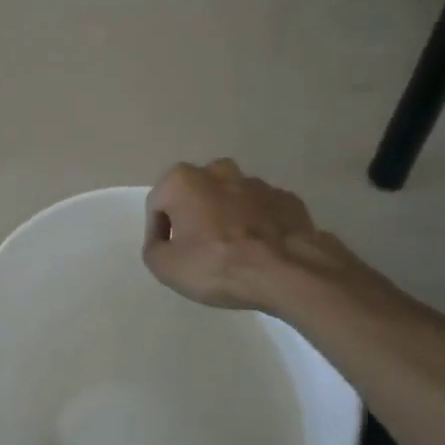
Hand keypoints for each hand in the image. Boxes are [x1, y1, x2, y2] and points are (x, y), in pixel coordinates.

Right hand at [143, 160, 390, 319]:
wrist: (289, 272)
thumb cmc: (218, 264)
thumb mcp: (166, 267)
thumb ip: (154, 249)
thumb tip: (163, 242)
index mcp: (182, 180)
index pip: (158, 205)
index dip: (158, 232)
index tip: (168, 255)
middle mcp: (217, 171)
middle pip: (195, 194)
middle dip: (194, 216)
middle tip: (199, 249)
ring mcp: (256, 183)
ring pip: (231, 198)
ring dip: (227, 217)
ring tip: (233, 250)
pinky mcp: (287, 199)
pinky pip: (263, 210)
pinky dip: (258, 224)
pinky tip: (262, 250)